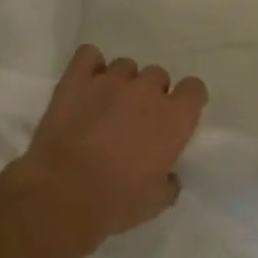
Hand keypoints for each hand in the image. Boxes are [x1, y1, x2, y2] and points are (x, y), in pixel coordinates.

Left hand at [14, 44, 207, 247]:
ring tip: (107, 105)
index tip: (176, 116)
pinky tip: (86, 84)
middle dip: (151, 93)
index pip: (194, 89)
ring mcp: (110, 80)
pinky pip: (88, 55)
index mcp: (175, 118)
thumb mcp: (156, 202)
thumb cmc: (117, 202)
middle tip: (137, 119)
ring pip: (125, 66)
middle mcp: (147, 91)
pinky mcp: (76, 79)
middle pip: (158, 75)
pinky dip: (89, 65)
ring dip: (121, 83)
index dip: (186, 101)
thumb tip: (169, 176)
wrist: (63, 193)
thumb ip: (169, 182)